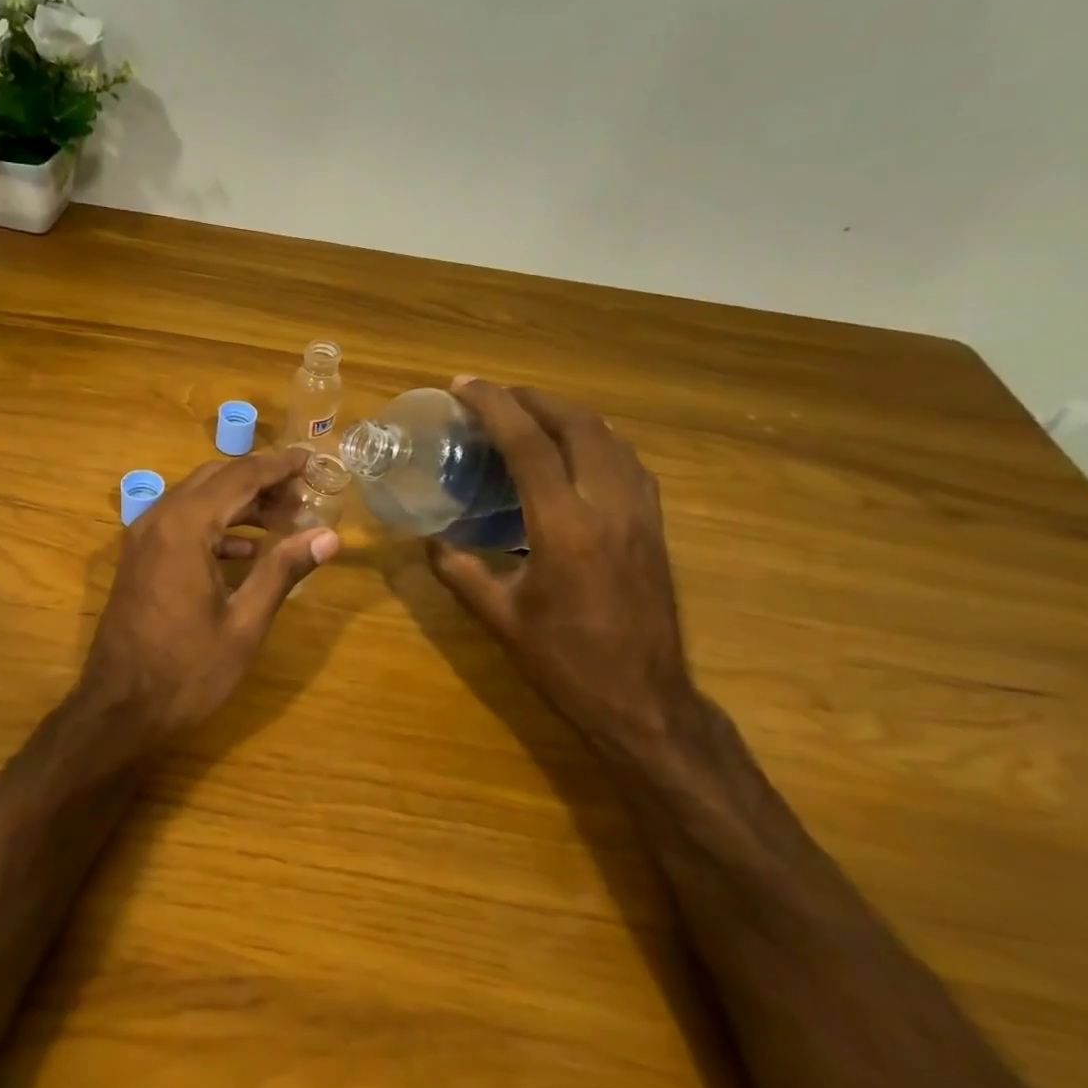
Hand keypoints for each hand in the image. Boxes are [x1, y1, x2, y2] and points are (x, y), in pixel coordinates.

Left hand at [80, 448, 340, 739]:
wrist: (118, 709)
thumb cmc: (186, 671)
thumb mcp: (244, 624)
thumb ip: (283, 571)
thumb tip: (329, 537)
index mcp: (185, 527)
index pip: (240, 476)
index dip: (278, 466)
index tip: (311, 460)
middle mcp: (159, 519)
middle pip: (216, 479)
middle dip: (260, 480)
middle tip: (303, 493)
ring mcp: (143, 537)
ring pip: (197, 498)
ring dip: (239, 502)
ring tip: (284, 518)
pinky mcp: (139, 557)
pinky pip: (181, 522)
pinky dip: (216, 525)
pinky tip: (247, 549)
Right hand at [426, 379, 698, 749]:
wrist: (645, 702)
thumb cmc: (565, 663)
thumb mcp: (499, 618)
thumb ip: (459, 571)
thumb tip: (431, 539)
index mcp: (564, 527)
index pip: (528, 443)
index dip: (493, 406)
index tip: (464, 385)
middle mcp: (608, 506)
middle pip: (577, 425)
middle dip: (533, 399)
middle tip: (494, 397)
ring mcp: (640, 514)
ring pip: (610, 438)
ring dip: (567, 415)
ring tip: (530, 415)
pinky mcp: (655, 527)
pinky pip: (628, 461)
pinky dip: (596, 440)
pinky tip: (575, 453)